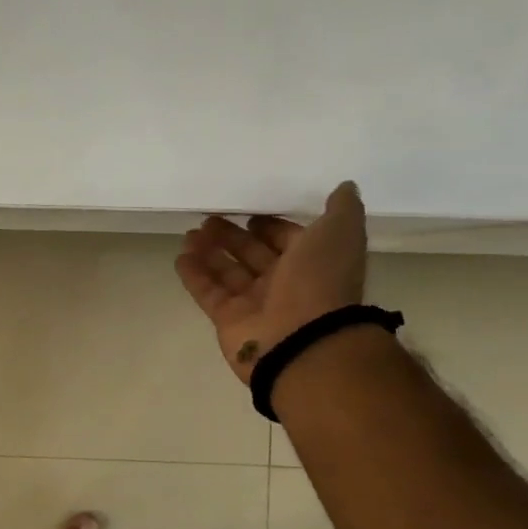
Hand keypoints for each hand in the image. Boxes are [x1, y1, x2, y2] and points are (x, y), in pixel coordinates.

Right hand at [174, 180, 367, 384]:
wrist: (303, 341)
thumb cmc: (320, 282)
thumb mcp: (339, 234)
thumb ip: (342, 209)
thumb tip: (346, 187)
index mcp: (312, 263)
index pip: (287, 240)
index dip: (270, 227)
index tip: (250, 215)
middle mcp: (284, 284)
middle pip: (253, 255)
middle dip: (232, 237)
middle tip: (208, 220)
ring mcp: (254, 304)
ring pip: (228, 272)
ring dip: (209, 252)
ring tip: (190, 235)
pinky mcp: (228, 319)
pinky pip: (208, 293)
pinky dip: (194, 276)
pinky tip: (181, 257)